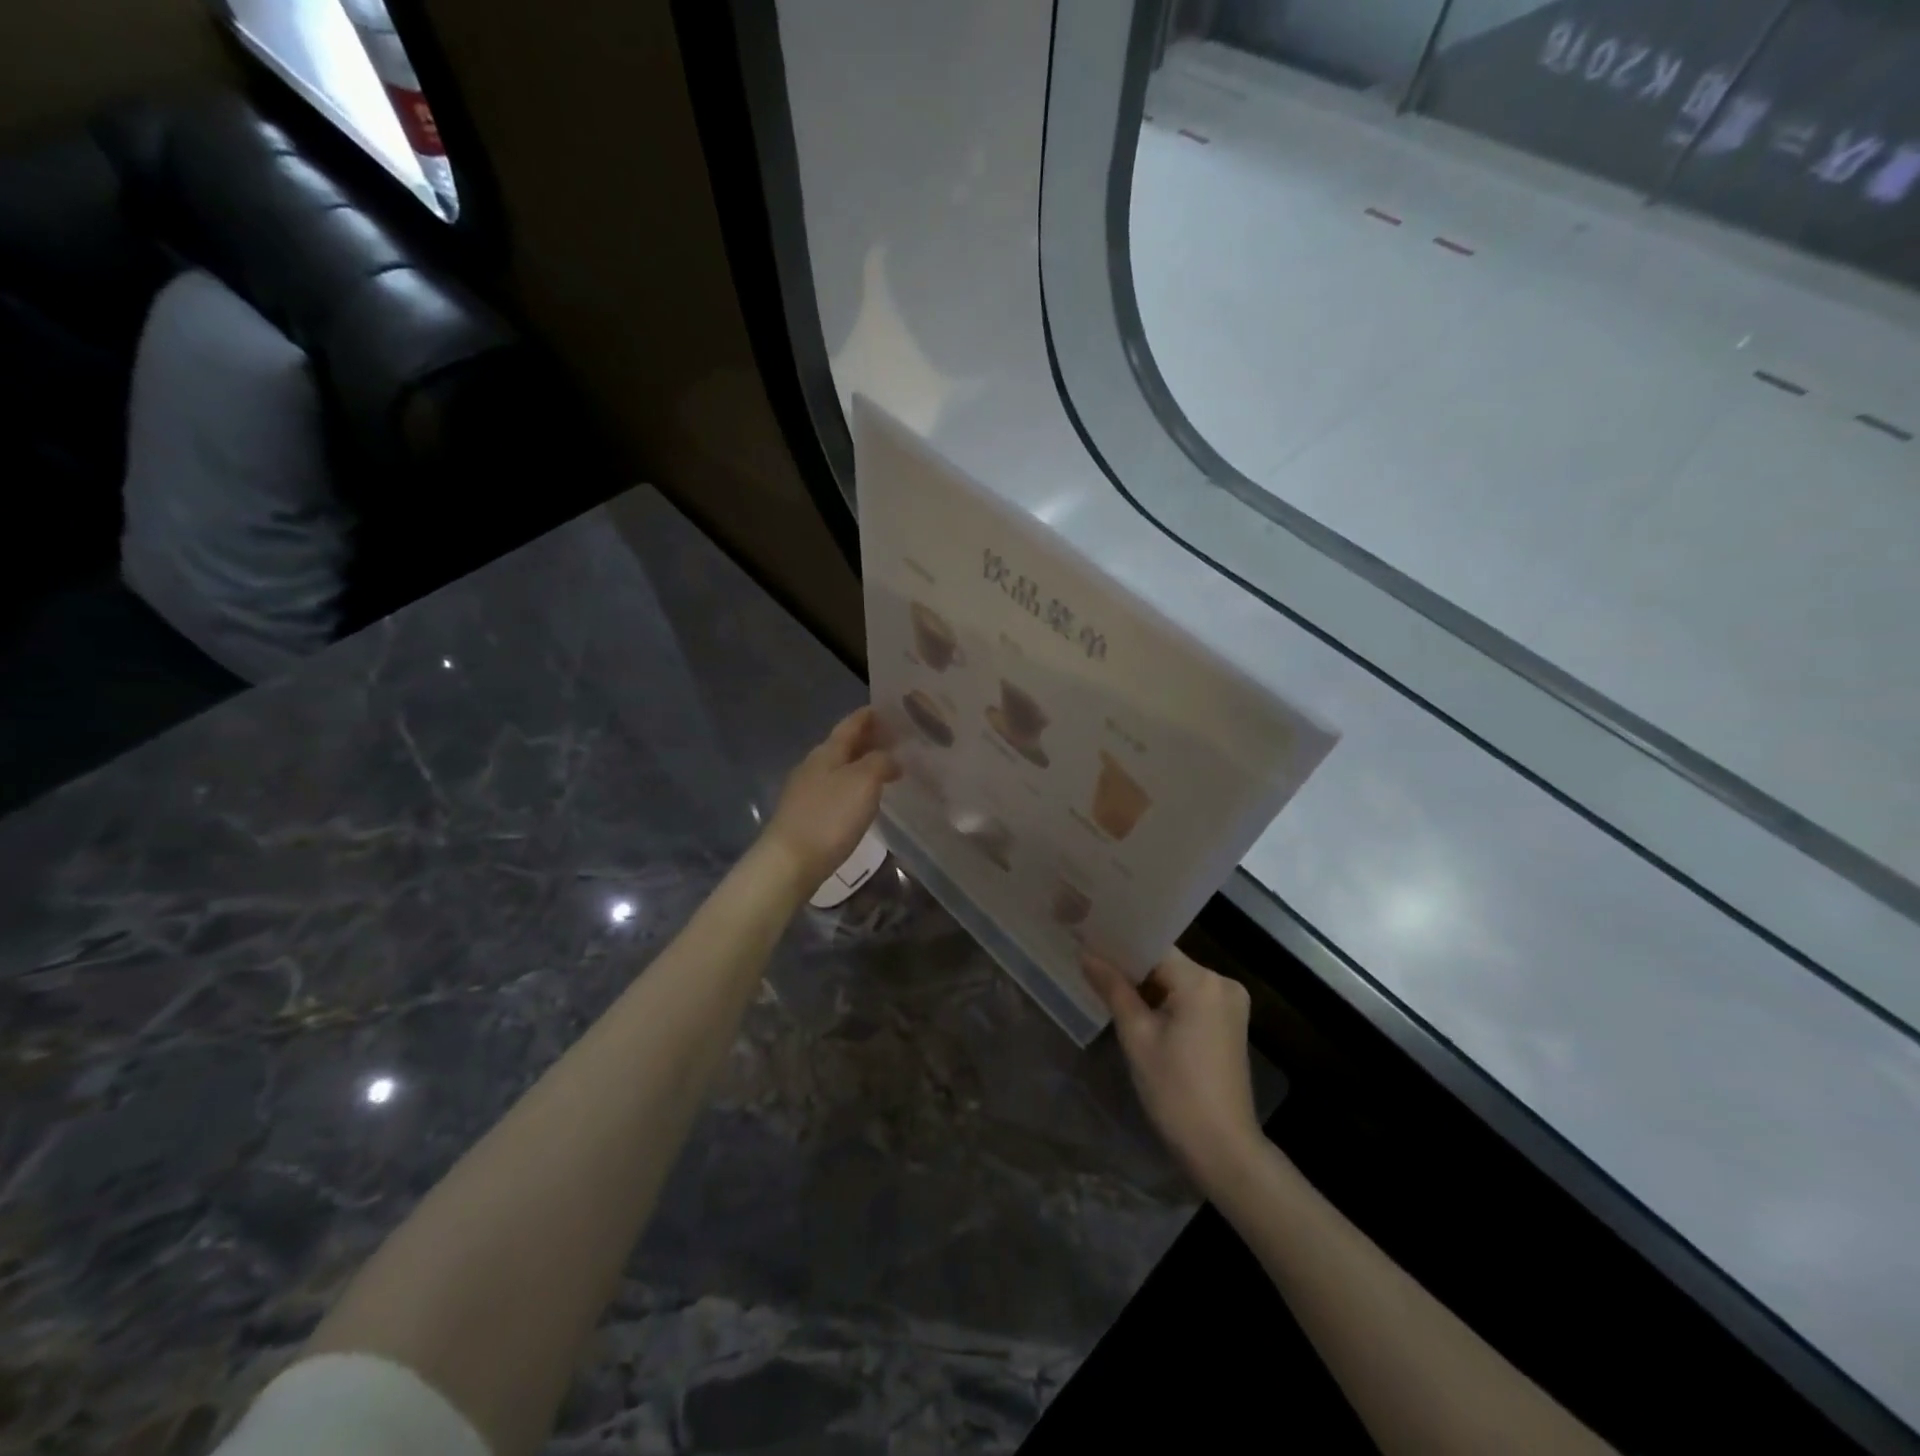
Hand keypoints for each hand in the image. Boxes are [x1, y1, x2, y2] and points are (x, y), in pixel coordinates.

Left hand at [759, 707, 900, 890]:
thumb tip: (891, 759)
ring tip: (886, 767)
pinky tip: (864, 797)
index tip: (889, 708)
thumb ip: (880, 762)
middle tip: (896, 739)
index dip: (869, 715)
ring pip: (839, 767)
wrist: (790, 862)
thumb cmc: (830, 817)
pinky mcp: (806, 814)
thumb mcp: (864, 782)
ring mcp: (806, 791)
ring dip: (862, 764)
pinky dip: (853, 785)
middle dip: (869, 739)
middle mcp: (814, 765)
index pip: (851, 724)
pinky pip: (835, 789)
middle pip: (844, 745)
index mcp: (827, 751)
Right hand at [1083, 949, 1261, 1191]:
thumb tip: (1086, 953)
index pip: (1153, 947)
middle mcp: (1222, 983)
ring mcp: (1231, 1003)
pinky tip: (1138, 1010)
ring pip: (1177, 980)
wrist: (1223, 1149)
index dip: (1120, 945)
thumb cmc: (1175, 1091)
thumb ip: (1113, 988)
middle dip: (1131, 967)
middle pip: (1166, 962)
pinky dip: (1166, 1001)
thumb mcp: (1137, 1036)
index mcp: (1202, 981)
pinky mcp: (1230, 1023)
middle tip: (1091, 965)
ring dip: (1147, 986)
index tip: (1088, 941)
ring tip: (1107, 985)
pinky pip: (1190, 998)